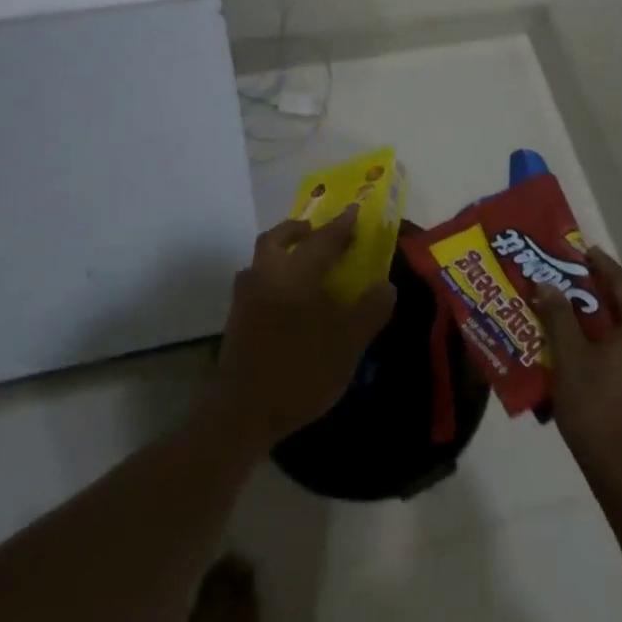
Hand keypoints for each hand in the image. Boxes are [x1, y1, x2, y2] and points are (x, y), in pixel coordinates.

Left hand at [206, 210, 396, 453]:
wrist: (242, 411)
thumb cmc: (300, 371)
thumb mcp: (347, 344)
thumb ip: (369, 311)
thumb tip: (386, 285)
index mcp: (296, 273)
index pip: (322, 239)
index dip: (341, 225)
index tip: (354, 210)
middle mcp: (266, 274)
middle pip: (277, 238)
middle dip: (298, 229)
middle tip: (317, 232)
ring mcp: (245, 296)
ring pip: (262, 258)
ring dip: (281, 250)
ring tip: (301, 263)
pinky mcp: (235, 318)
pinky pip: (255, 280)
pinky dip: (271, 275)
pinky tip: (284, 299)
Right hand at [534, 247, 621, 495]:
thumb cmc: (597, 407)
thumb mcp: (570, 357)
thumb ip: (559, 316)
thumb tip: (547, 284)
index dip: (601, 265)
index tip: (579, 249)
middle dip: (599, 287)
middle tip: (568, 273)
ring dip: (603, 312)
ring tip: (570, 303)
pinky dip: (610, 334)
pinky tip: (583, 338)